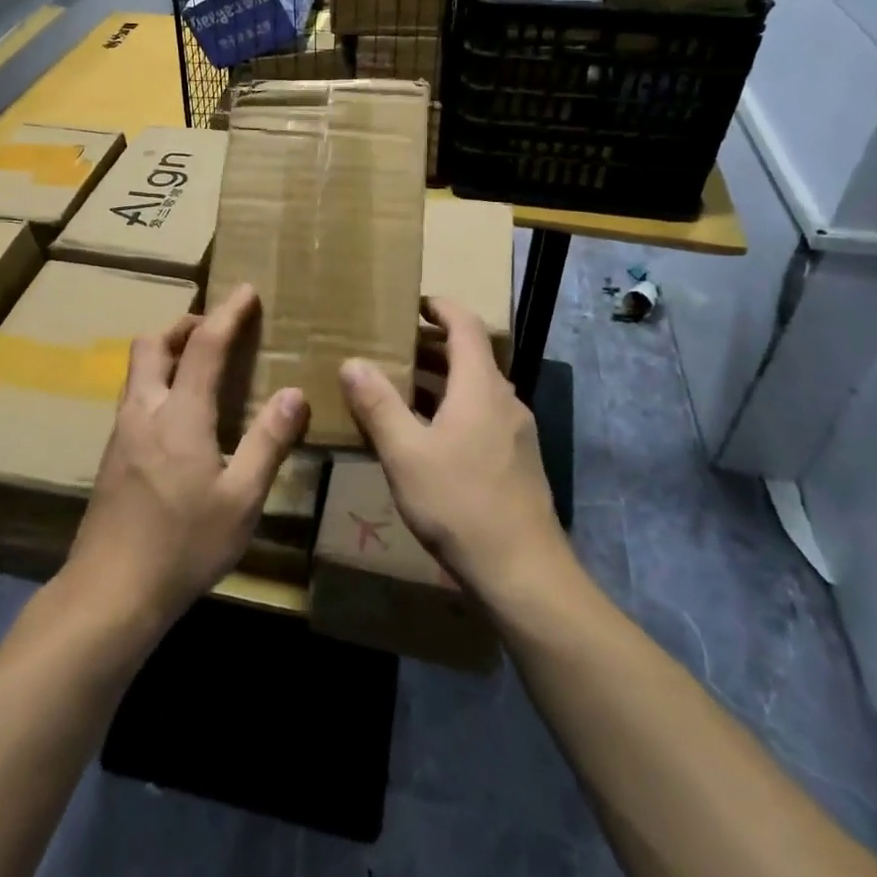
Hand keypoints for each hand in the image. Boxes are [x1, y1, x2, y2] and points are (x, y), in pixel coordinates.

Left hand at [64, 284, 308, 630]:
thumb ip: (268, 442)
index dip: (227, 313)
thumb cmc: (183, 546)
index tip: (245, 290)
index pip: (204, 346)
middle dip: (184, 324)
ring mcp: (121, 433)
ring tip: (200, 366)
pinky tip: (178, 415)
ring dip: (166, 351)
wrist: (110, 593)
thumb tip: (294, 393)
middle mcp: (144, 411)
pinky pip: (134, 396)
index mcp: (179, 415)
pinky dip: (157, 382)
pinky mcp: (112, 456)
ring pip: (137, 369)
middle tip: (217, 331)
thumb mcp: (241, 499)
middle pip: (152, 344)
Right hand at [340, 296, 564, 602]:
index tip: (410, 303)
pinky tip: (423, 436)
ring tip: (397, 387)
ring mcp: (514, 432)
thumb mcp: (406, 454)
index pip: (465, 324)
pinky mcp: (515, 460)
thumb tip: (352, 362)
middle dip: (430, 344)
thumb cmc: (461, 504)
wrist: (524, 573)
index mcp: (481, 386)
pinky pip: (479, 415)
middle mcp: (503, 400)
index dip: (439, 306)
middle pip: (469, 355)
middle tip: (389, 346)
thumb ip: (378, 405)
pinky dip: (450, 408)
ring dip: (438, 380)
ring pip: (473, 389)